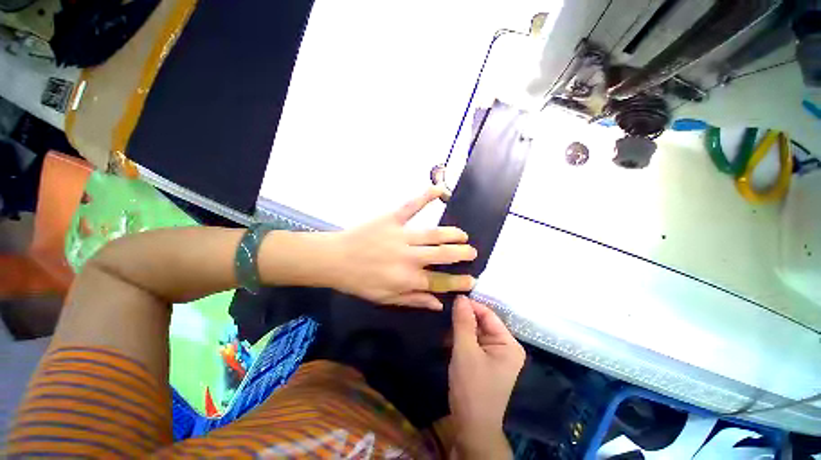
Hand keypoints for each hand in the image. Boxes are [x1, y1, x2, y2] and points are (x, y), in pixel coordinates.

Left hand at [322, 187, 477, 309]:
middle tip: (472, 252)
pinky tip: (440, 190)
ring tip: (463, 235)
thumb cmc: (360, 281)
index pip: (441, 282)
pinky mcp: (392, 219)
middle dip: (462, 254)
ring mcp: (402, 236)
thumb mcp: (386, 298)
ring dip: (452, 234)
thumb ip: (414, 300)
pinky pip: (411, 206)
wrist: (336, 259)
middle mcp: (409, 258)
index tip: (471, 279)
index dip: (459, 282)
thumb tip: (439, 303)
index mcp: (408, 279)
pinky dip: (426, 196)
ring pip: (434, 234)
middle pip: (443, 255)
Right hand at [448, 296, 525, 457]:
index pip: (488, 315)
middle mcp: (505, 347)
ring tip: (444, 325)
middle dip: (464, 318)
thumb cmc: (472, 388)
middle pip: (482, 323)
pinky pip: (473, 342)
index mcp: (509, 344)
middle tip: (445, 311)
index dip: (470, 305)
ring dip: (460, 329)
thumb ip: (463, 322)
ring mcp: (496, 355)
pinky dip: (461, 339)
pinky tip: (448, 339)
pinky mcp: (485, 361)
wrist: (471, 427)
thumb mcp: (465, 351)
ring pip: (475, 332)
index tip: (451, 299)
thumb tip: (460, 297)